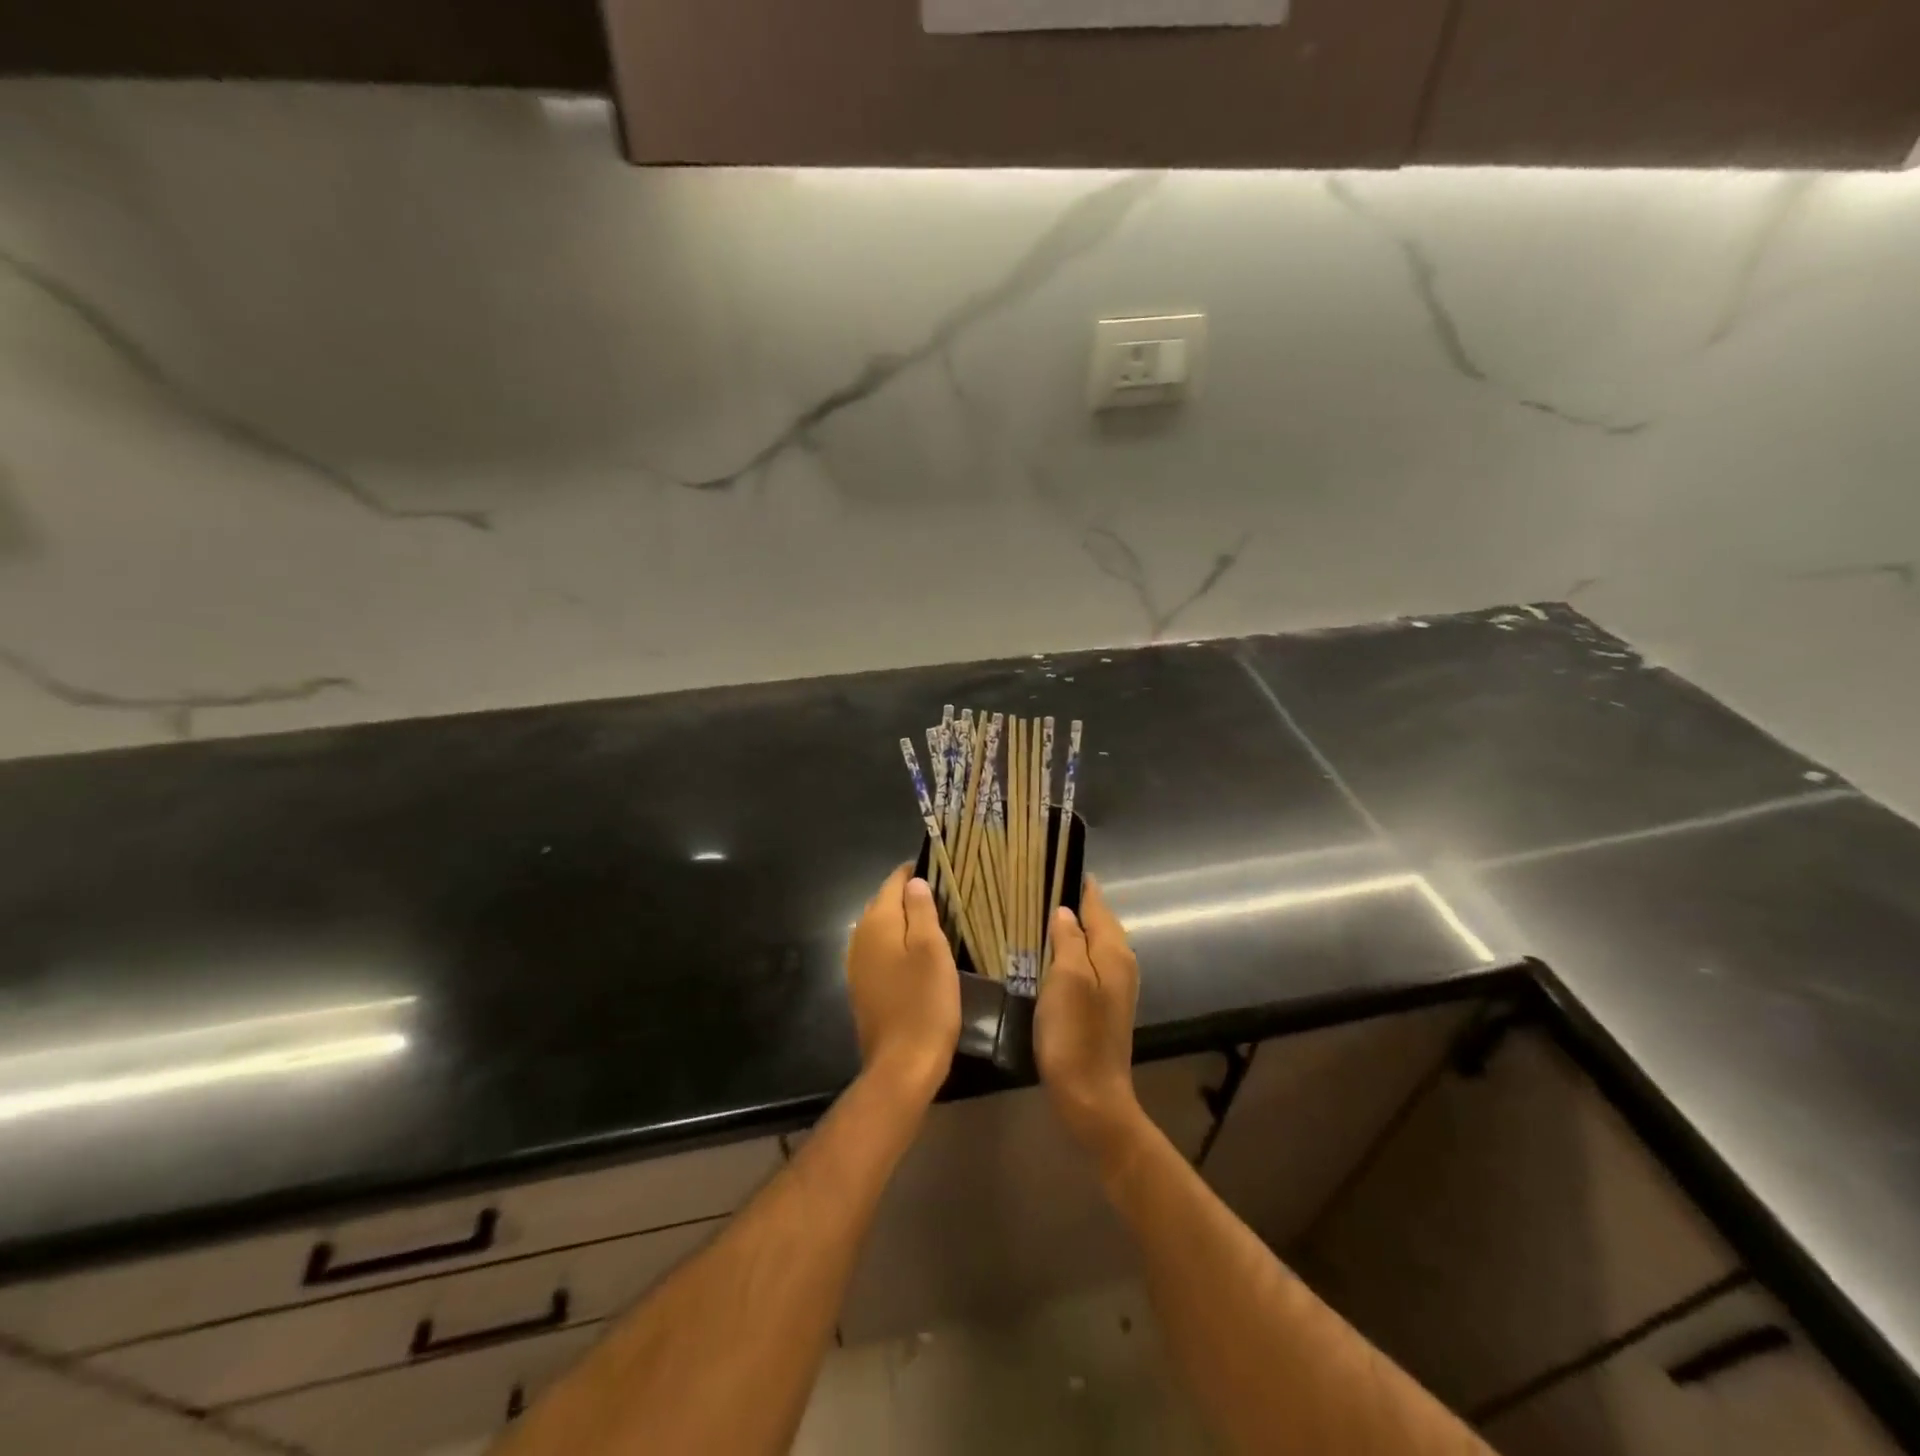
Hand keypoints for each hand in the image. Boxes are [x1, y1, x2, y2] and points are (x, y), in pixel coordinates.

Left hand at [846, 866, 961, 1103]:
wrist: (901, 1065)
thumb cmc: (925, 1003)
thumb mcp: (933, 950)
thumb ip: (922, 910)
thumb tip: (914, 882)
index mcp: (878, 922)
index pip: (894, 882)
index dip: (916, 872)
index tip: (942, 871)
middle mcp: (860, 936)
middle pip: (885, 903)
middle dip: (911, 896)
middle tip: (945, 897)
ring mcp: (858, 963)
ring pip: (883, 928)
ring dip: (905, 921)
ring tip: (937, 923)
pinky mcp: (863, 986)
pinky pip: (880, 951)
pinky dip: (898, 945)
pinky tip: (918, 955)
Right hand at [1036, 877, 1145, 1163]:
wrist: (1092, 1097)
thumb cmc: (1075, 1034)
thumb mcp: (1066, 979)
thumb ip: (1068, 939)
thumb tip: (1065, 910)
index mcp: (1114, 951)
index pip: (1097, 903)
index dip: (1078, 883)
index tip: (1054, 861)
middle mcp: (1121, 963)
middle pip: (1098, 920)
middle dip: (1074, 901)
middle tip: (1038, 883)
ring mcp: (1115, 985)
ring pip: (1094, 941)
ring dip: (1072, 926)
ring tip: (1040, 911)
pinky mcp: (1103, 1004)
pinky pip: (1088, 962)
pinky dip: (1072, 950)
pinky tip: (1050, 952)